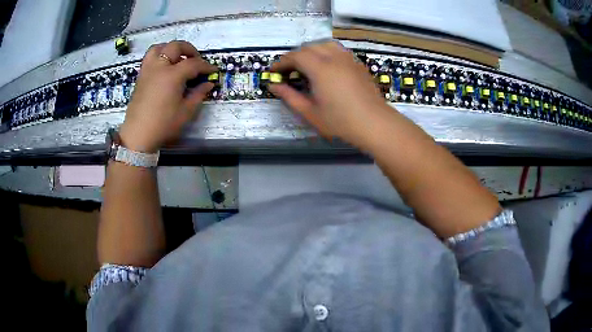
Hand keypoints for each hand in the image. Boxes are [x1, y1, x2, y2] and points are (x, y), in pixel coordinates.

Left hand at [119, 41, 216, 152]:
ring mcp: (148, 70)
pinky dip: (159, 55)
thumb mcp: (186, 112)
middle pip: (175, 46)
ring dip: (171, 49)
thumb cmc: (163, 124)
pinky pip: (149, 57)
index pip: (193, 64)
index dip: (205, 66)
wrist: (138, 135)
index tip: (213, 71)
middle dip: (189, 49)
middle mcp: (159, 67)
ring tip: (177, 58)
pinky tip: (164, 67)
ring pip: (159, 47)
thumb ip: (198, 94)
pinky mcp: (141, 76)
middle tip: (196, 60)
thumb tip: (208, 84)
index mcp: (172, 75)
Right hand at [270, 41, 389, 149]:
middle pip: (309, 47)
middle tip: (288, 70)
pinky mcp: (357, 64)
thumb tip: (273, 86)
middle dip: (295, 56)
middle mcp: (334, 58)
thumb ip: (289, 96)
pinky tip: (326, 66)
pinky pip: (338, 50)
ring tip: (306, 65)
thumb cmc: (341, 122)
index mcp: (320, 69)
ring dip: (311, 51)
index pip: (296, 56)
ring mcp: (348, 59)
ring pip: (324, 45)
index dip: (282, 62)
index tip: (274, 71)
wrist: (375, 124)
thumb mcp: (310, 112)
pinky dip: (326, 53)